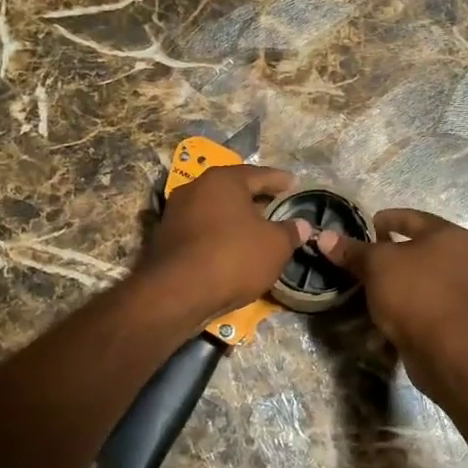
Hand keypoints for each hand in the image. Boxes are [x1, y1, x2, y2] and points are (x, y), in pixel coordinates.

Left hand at [143, 165, 309, 320]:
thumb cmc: (233, 257)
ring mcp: (176, 212)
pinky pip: (201, 230)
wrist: (177, 293)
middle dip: (256, 199)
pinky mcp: (165, 238)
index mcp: (223, 180)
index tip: (294, 184)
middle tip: (277, 208)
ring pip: (215, 211)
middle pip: (233, 190)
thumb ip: (290, 232)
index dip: (280, 181)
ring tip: (256, 231)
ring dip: (235, 219)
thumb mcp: (275, 246)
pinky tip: (232, 249)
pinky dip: (219, 235)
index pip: (259, 174)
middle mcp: (195, 188)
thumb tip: (302, 225)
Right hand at [316, 210, 467, 391]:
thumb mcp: (376, 266)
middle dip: (389, 252)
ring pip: (422, 275)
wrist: (447, 351)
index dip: (382, 219)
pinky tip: (387, 310)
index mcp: (449, 235)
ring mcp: (465, 288)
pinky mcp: (459, 315)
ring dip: (397, 279)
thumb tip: (324, 236)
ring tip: (371, 285)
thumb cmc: (414, 294)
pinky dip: (407, 301)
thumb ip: (352, 250)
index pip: (410, 216)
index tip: (362, 228)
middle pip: (418, 247)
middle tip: (363, 258)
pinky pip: (426, 300)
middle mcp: (464, 256)